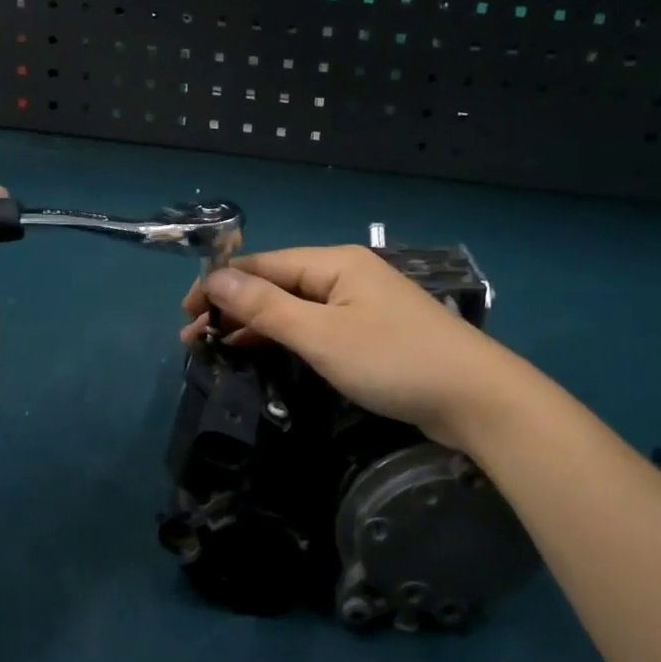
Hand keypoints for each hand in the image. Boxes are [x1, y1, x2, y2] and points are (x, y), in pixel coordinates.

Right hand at [181, 247, 529, 447]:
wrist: (476, 398)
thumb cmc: (394, 360)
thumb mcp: (321, 335)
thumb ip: (266, 307)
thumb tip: (215, 278)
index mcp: (334, 263)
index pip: (263, 264)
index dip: (220, 285)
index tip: (185, 313)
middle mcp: (345, 274)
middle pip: (277, 283)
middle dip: (233, 307)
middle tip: (193, 339)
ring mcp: (360, 304)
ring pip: (295, 307)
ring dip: (256, 325)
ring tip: (217, 348)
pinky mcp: (371, 333)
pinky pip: (316, 326)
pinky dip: (286, 338)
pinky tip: (263, 354)